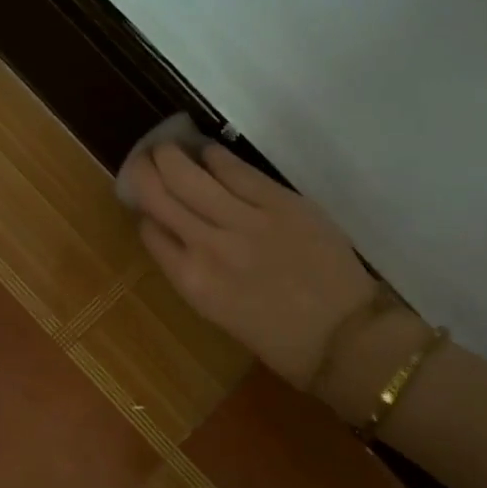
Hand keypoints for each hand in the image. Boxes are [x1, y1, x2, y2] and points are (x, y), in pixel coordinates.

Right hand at [125, 141, 380, 389]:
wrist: (343, 336)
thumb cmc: (279, 339)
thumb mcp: (221, 313)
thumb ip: (196, 273)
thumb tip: (182, 240)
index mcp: (192, 282)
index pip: (151, 232)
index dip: (143, 211)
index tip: (144, 201)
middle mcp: (207, 246)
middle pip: (161, 196)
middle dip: (145, 172)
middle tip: (143, 159)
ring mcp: (243, 220)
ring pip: (190, 176)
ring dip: (172, 156)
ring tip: (167, 148)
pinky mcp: (278, 202)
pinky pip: (235, 170)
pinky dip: (214, 157)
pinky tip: (207, 152)